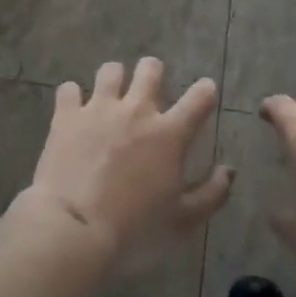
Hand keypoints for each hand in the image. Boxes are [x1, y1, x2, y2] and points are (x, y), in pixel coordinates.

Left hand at [16, 58, 230, 270]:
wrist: (74, 227)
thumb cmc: (134, 227)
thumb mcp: (182, 219)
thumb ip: (211, 194)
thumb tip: (228, 171)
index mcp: (169, 133)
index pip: (200, 97)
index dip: (206, 90)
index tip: (205, 93)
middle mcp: (136, 110)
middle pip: (150, 68)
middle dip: (153, 73)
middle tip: (149, 92)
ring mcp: (99, 108)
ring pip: (111, 70)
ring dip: (114, 80)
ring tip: (110, 96)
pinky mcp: (67, 115)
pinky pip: (69, 89)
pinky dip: (73, 97)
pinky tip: (74, 110)